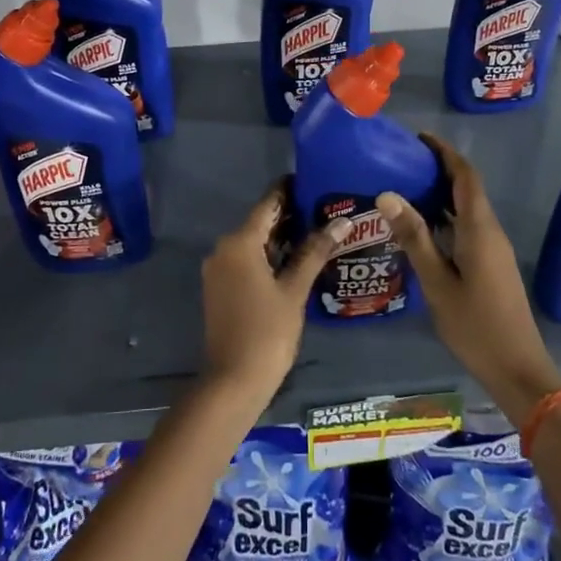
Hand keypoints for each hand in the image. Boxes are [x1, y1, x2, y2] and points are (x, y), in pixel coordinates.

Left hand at [200, 183, 346, 403]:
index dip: (288, 191)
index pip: (267, 205)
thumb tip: (341, 222)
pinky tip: (296, 258)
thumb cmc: (268, 331)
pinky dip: (268, 255)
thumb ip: (315, 252)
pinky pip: (246, 260)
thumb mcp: (294, 290)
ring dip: (281, 237)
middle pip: (259, 223)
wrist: (233, 380)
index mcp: (239, 243)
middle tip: (324, 207)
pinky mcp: (220, 287)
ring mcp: (219, 270)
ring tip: (317, 230)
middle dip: (289, 215)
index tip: (311, 180)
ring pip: (253, 243)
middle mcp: (223, 249)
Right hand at [378, 135, 560, 422]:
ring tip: (405, 187)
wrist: (517, 368)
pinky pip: (468, 226)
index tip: (419, 138)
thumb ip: (414, 237)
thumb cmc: (475, 325)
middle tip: (402, 162)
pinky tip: (422, 227)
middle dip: (439, 169)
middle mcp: (490, 231)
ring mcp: (494, 248)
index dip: (445, 152)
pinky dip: (446, 215)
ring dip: (442, 193)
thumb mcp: (437, 282)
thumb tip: (387, 194)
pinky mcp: (492, 264)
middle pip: (467, 188)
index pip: (465, 176)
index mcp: (479, 229)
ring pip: (467, 208)